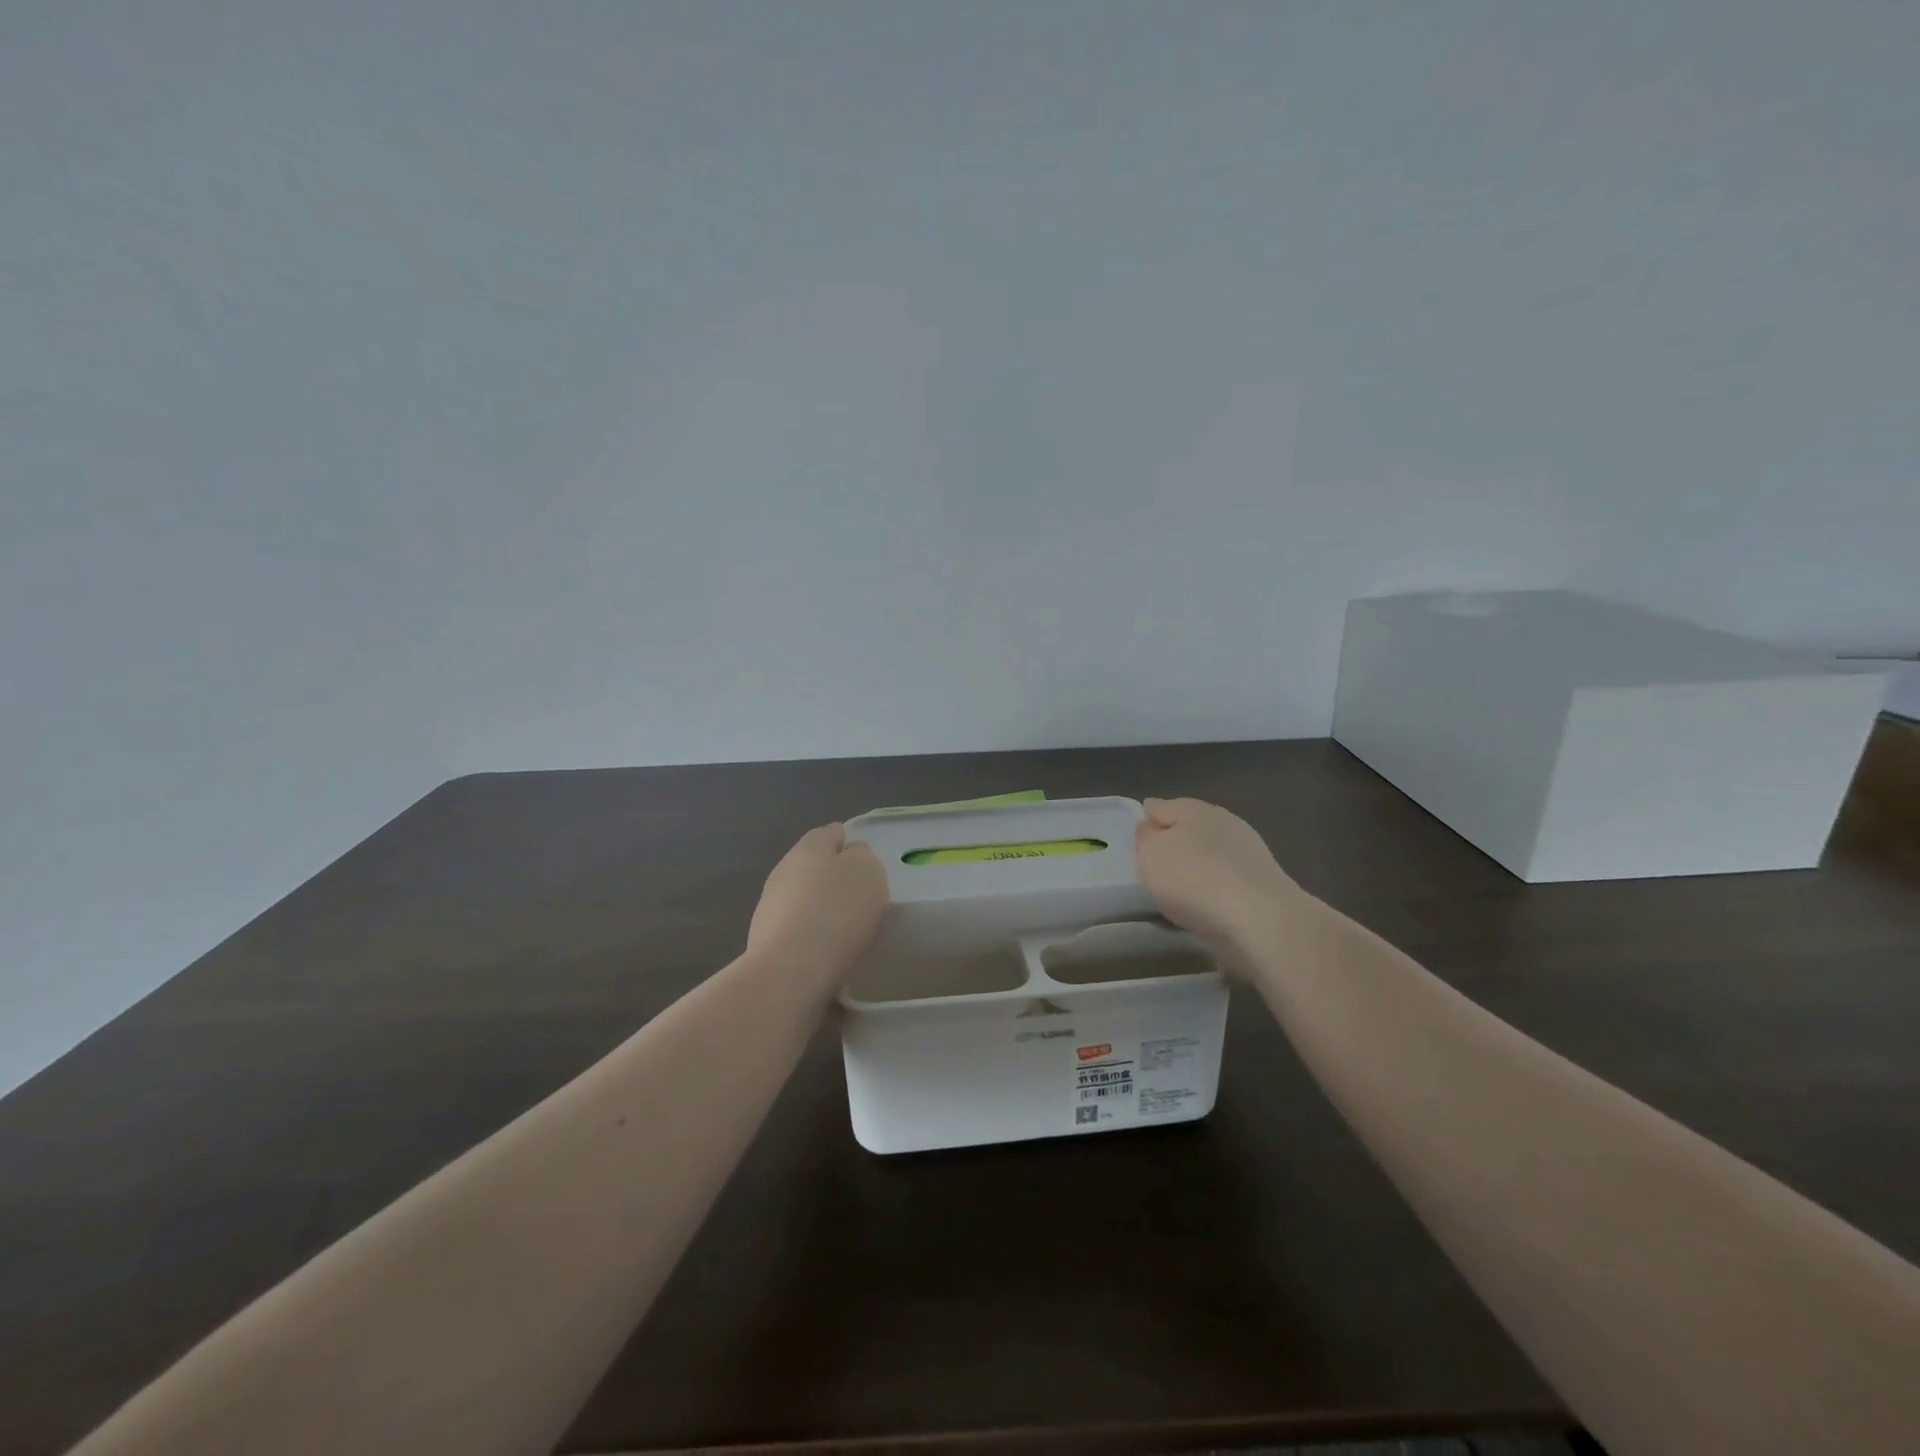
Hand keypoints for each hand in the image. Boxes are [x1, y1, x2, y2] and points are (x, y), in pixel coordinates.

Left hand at [748, 823, 888, 978]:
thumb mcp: (869, 872)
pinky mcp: (764, 937)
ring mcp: (770, 903)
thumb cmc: (838, 912)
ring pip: (804, 897)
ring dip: (821, 908)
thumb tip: (851, 856)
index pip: (834, 833)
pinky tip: (825, 952)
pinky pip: (796, 927)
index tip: (869, 872)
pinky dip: (810, 935)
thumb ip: (863, 857)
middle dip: (835, 879)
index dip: (853, 848)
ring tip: (844, 932)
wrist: (790, 971)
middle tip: (860, 902)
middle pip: (816, 866)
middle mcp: (785, 867)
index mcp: (811, 845)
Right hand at [1135, 797, 1307, 958]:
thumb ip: (1146, 837)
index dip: (1146, 819)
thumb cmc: (1193, 879)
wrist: (1260, 918)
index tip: (1137, 837)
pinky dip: (1217, 881)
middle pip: (1189, 825)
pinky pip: (1228, 874)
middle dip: (1175, 838)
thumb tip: (1150, 826)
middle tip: (1158, 861)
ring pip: (1212, 848)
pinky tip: (1208, 898)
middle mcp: (1221, 820)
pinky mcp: (1263, 878)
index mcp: (1191, 808)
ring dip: (1199, 860)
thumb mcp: (1151, 855)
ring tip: (1182, 884)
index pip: (1159, 806)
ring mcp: (1247, 848)